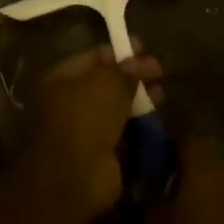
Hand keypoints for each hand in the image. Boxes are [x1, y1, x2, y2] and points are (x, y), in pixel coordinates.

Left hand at [0, 46, 162, 223]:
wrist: (75, 175)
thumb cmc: (84, 117)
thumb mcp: (107, 84)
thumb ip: (124, 71)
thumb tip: (138, 61)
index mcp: (60, 78)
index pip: (92, 57)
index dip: (118, 51)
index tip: (143, 47)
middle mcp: (68, 101)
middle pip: (104, 82)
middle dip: (132, 75)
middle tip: (159, 69)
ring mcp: (84, 128)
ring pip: (114, 107)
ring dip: (138, 99)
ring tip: (162, 92)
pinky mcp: (100, 153)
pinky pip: (122, 131)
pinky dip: (138, 124)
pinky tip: (157, 117)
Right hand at [145, 139, 223, 223]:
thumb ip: (152, 195)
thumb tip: (149, 178)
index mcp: (206, 167)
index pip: (184, 138)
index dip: (165, 147)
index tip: (149, 162)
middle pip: (208, 156)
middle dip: (187, 167)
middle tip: (164, 187)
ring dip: (207, 189)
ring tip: (185, 212)